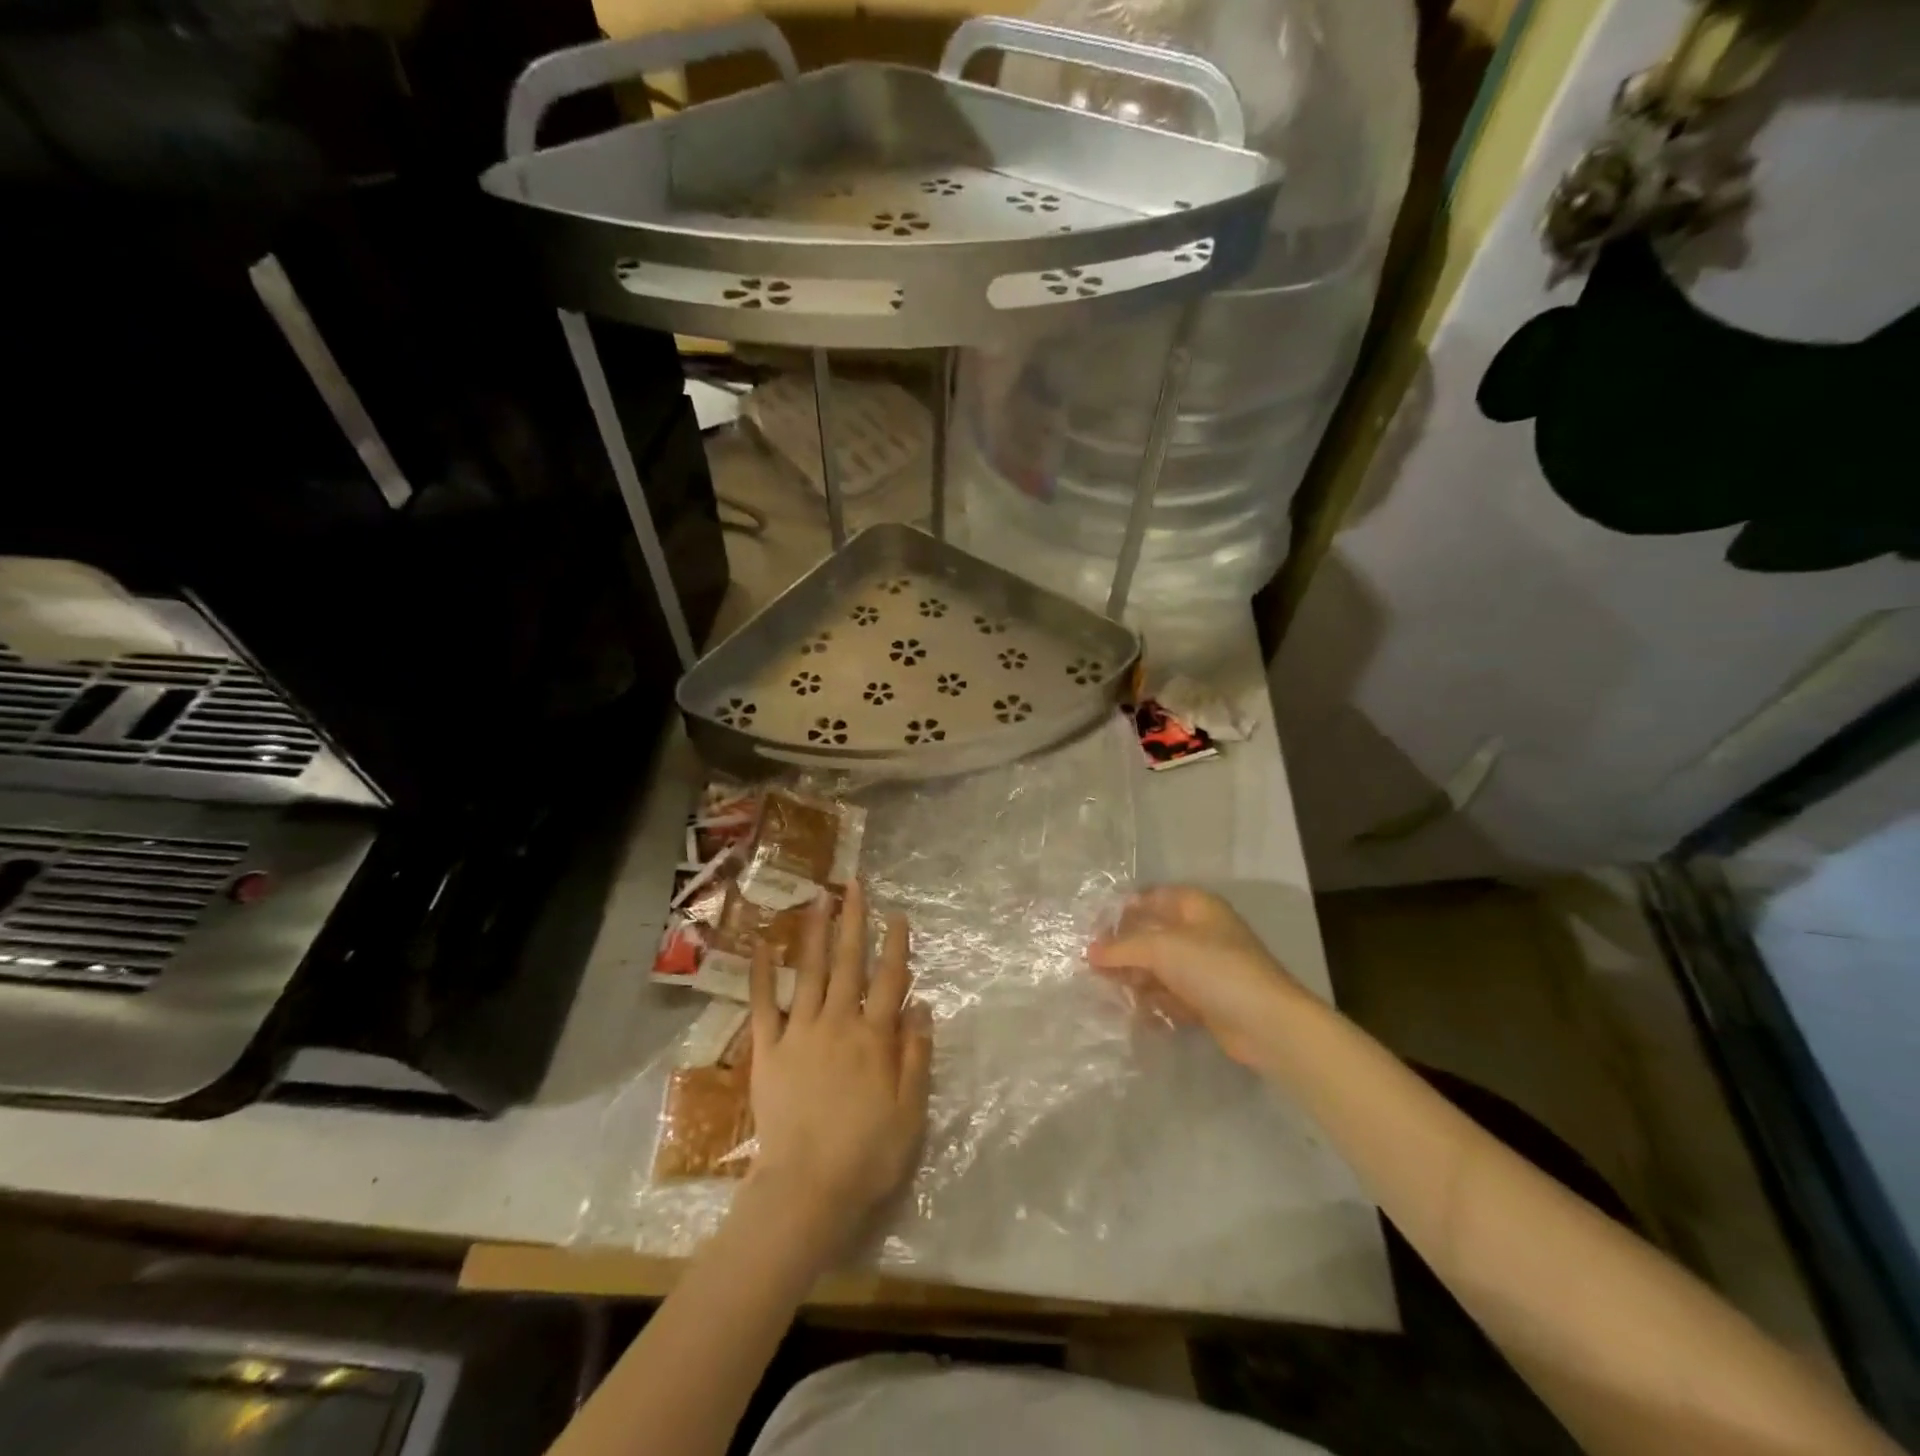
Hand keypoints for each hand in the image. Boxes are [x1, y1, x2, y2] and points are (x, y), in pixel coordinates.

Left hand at [745, 879, 931, 1256]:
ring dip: (816, 933)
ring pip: (810, 972)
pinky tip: (762, 946)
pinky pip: (764, 1005)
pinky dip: (762, 974)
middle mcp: (838, 1023)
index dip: (896, 945)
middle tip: (854, 885)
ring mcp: (800, 1033)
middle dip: (854, 921)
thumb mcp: (910, 1111)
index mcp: (874, 1038)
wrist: (806, 1190)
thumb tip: (921, 1005)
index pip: (890, 980)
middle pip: (849, 963)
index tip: (897, 915)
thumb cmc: (867, 1155)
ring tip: (819, 899)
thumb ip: (916, 1055)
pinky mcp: (768, 1050)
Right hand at [1087, 885, 1306, 1068]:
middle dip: (1124, 950)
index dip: (1122, 911)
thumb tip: (1090, 952)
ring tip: (1108, 992)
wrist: (1267, 1023)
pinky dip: (1154, 1002)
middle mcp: (1201, 932)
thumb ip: (1123, 948)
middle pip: (1153, 935)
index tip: (1093, 930)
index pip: (1152, 898)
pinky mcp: (1208, 1000)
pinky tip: (1135, 1012)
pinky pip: (1171, 995)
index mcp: (1196, 907)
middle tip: (1093, 966)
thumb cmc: (1215, 969)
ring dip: (1136, 979)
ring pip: (1160, 968)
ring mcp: (1206, 968)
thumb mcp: (1162, 949)